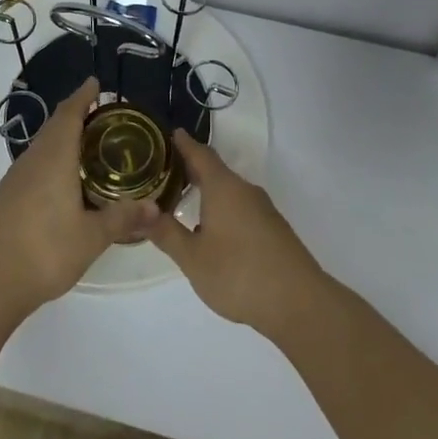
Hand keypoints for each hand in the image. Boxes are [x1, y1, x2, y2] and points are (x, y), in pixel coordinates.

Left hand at [0, 80, 159, 320]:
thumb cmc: (44, 251)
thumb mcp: (91, 237)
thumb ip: (122, 219)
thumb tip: (154, 207)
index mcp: (53, 159)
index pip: (69, 115)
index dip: (82, 97)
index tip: (95, 83)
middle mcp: (31, 161)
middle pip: (54, 128)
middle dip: (75, 115)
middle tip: (101, 115)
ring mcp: (14, 180)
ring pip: (42, 148)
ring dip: (62, 139)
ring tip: (87, 147)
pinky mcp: (5, 199)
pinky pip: (33, 167)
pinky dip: (52, 162)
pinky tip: (63, 182)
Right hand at [149, 131, 325, 338]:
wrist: (299, 303)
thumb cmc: (238, 273)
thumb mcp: (192, 257)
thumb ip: (165, 233)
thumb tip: (138, 213)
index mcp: (223, 188)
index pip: (200, 154)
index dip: (183, 144)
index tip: (168, 134)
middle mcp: (244, 191)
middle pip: (215, 171)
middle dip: (191, 169)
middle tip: (164, 171)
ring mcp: (263, 210)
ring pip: (229, 191)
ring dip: (207, 191)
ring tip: (183, 200)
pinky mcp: (273, 230)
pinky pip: (241, 208)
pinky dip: (222, 208)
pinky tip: (212, 229)